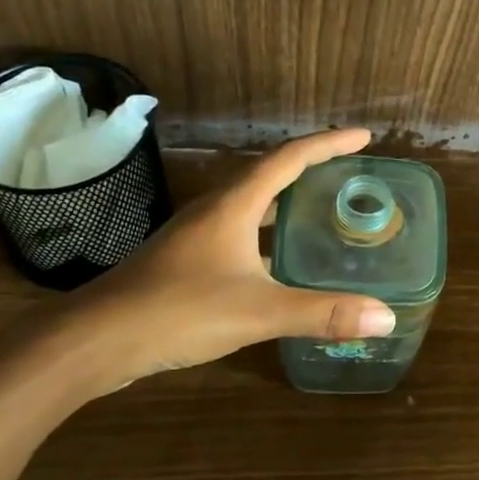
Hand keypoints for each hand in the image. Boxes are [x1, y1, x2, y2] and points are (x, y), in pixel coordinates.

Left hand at [21, 128, 396, 399]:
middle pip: (270, 174)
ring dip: (288, 199)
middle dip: (312, 167)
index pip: (290, 159)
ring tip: (324, 209)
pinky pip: (239, 230)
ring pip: (252, 203)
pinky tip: (280, 261)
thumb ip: (322, 313)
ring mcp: (196, 235)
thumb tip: (386, 316)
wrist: (92, 342)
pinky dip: (268, 231)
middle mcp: (216, 210)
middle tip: (350, 173)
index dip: (329, 144)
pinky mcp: (185, 260)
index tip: (364, 137)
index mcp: (235, 205)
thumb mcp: (258, 312)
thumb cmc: (177, 312)